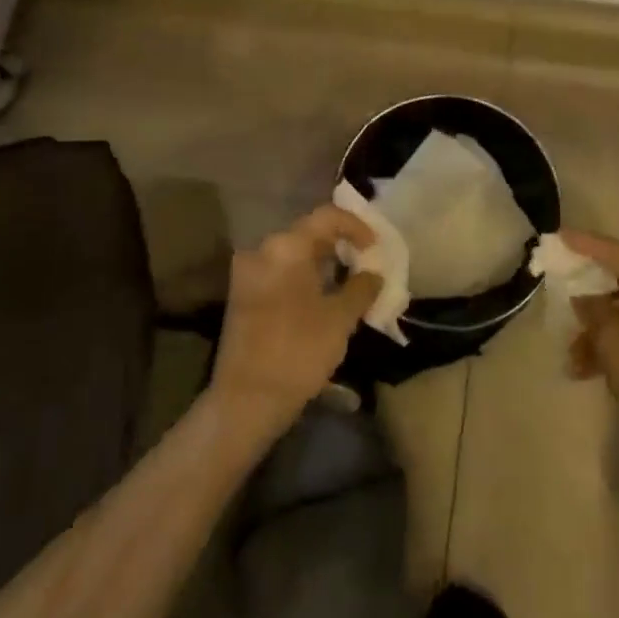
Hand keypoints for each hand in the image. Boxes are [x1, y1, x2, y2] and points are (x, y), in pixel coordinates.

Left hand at [210, 205, 382, 438]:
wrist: (246, 400)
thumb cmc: (298, 351)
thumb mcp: (340, 319)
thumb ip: (361, 288)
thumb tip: (373, 275)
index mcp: (286, 247)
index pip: (327, 217)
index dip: (356, 226)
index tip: (375, 246)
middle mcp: (262, 250)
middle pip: (307, 233)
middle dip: (340, 244)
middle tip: (366, 262)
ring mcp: (248, 273)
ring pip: (293, 254)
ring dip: (322, 262)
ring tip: (349, 281)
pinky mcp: (242, 295)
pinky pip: (280, 272)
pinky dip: (303, 276)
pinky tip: (323, 297)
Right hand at [563, 231, 618, 463]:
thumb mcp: (611, 340)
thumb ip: (593, 309)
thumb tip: (584, 296)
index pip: (616, 253)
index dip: (586, 244)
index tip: (559, 235)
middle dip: (587, 297)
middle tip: (561, 295)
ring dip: (594, 332)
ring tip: (571, 359)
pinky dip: (610, 347)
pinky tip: (585, 372)